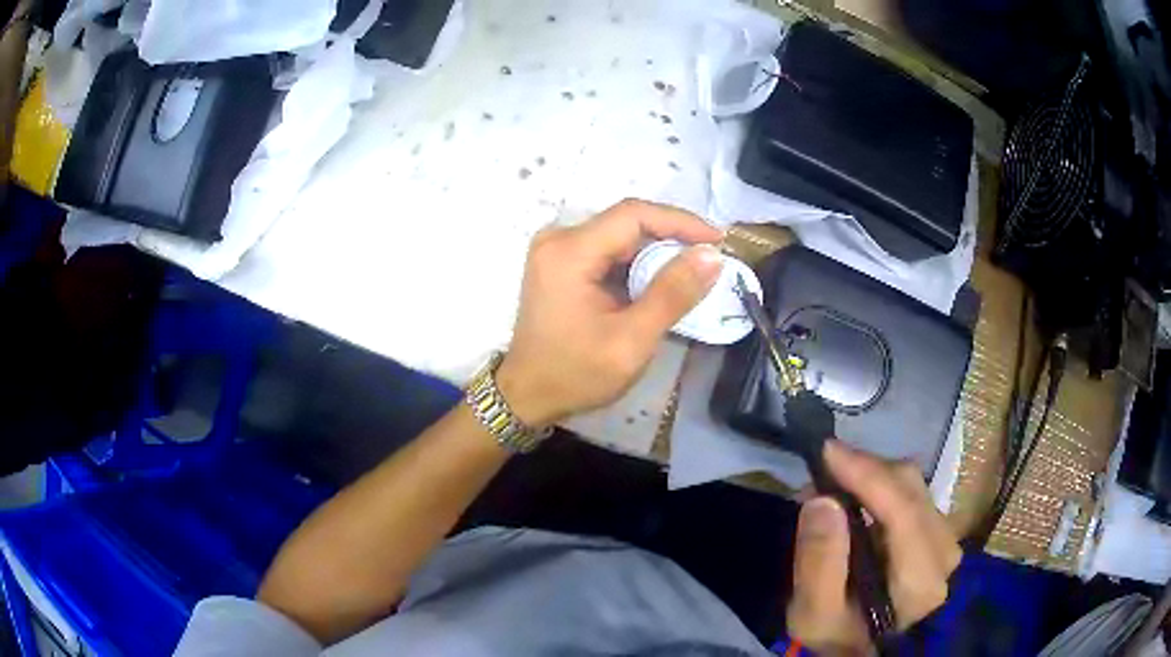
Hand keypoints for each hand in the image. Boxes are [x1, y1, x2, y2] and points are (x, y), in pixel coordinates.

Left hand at [497, 199, 722, 426]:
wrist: (527, 395)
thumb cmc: (576, 374)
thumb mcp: (631, 340)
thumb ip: (672, 294)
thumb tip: (712, 256)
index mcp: (569, 252)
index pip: (634, 215)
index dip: (681, 222)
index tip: (718, 240)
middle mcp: (558, 239)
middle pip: (626, 222)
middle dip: (672, 237)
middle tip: (710, 260)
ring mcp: (556, 250)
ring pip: (620, 236)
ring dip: (656, 252)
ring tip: (692, 273)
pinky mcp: (560, 263)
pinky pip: (608, 251)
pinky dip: (637, 264)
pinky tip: (659, 283)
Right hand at [787, 442, 961, 655]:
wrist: (878, 651)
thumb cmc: (845, 639)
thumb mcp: (816, 616)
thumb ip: (818, 564)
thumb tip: (820, 500)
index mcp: (920, 578)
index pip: (902, 511)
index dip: (867, 474)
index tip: (826, 450)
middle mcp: (944, 548)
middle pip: (909, 487)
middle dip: (864, 469)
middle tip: (820, 471)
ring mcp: (946, 537)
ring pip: (912, 484)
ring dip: (872, 475)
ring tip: (834, 482)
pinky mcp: (939, 531)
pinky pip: (912, 492)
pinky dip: (881, 486)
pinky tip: (857, 496)